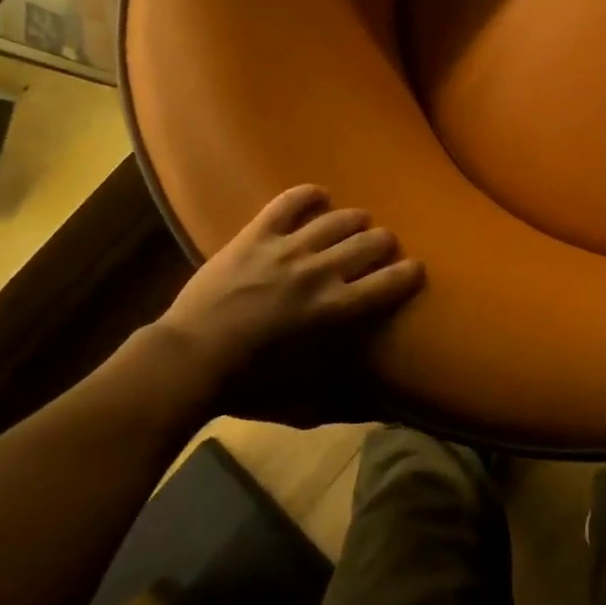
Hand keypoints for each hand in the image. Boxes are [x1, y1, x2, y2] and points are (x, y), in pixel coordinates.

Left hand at [154, 185, 423, 390]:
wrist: (189, 358)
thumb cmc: (250, 384)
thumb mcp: (304, 402)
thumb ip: (347, 400)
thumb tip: (387, 409)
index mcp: (335, 309)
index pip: (389, 282)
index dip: (409, 272)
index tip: (416, 268)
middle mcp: (320, 271)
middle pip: (369, 243)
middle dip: (384, 242)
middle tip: (383, 246)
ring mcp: (288, 248)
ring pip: (337, 219)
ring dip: (354, 219)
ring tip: (358, 220)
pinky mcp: (257, 234)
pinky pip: (290, 202)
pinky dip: (308, 195)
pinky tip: (319, 195)